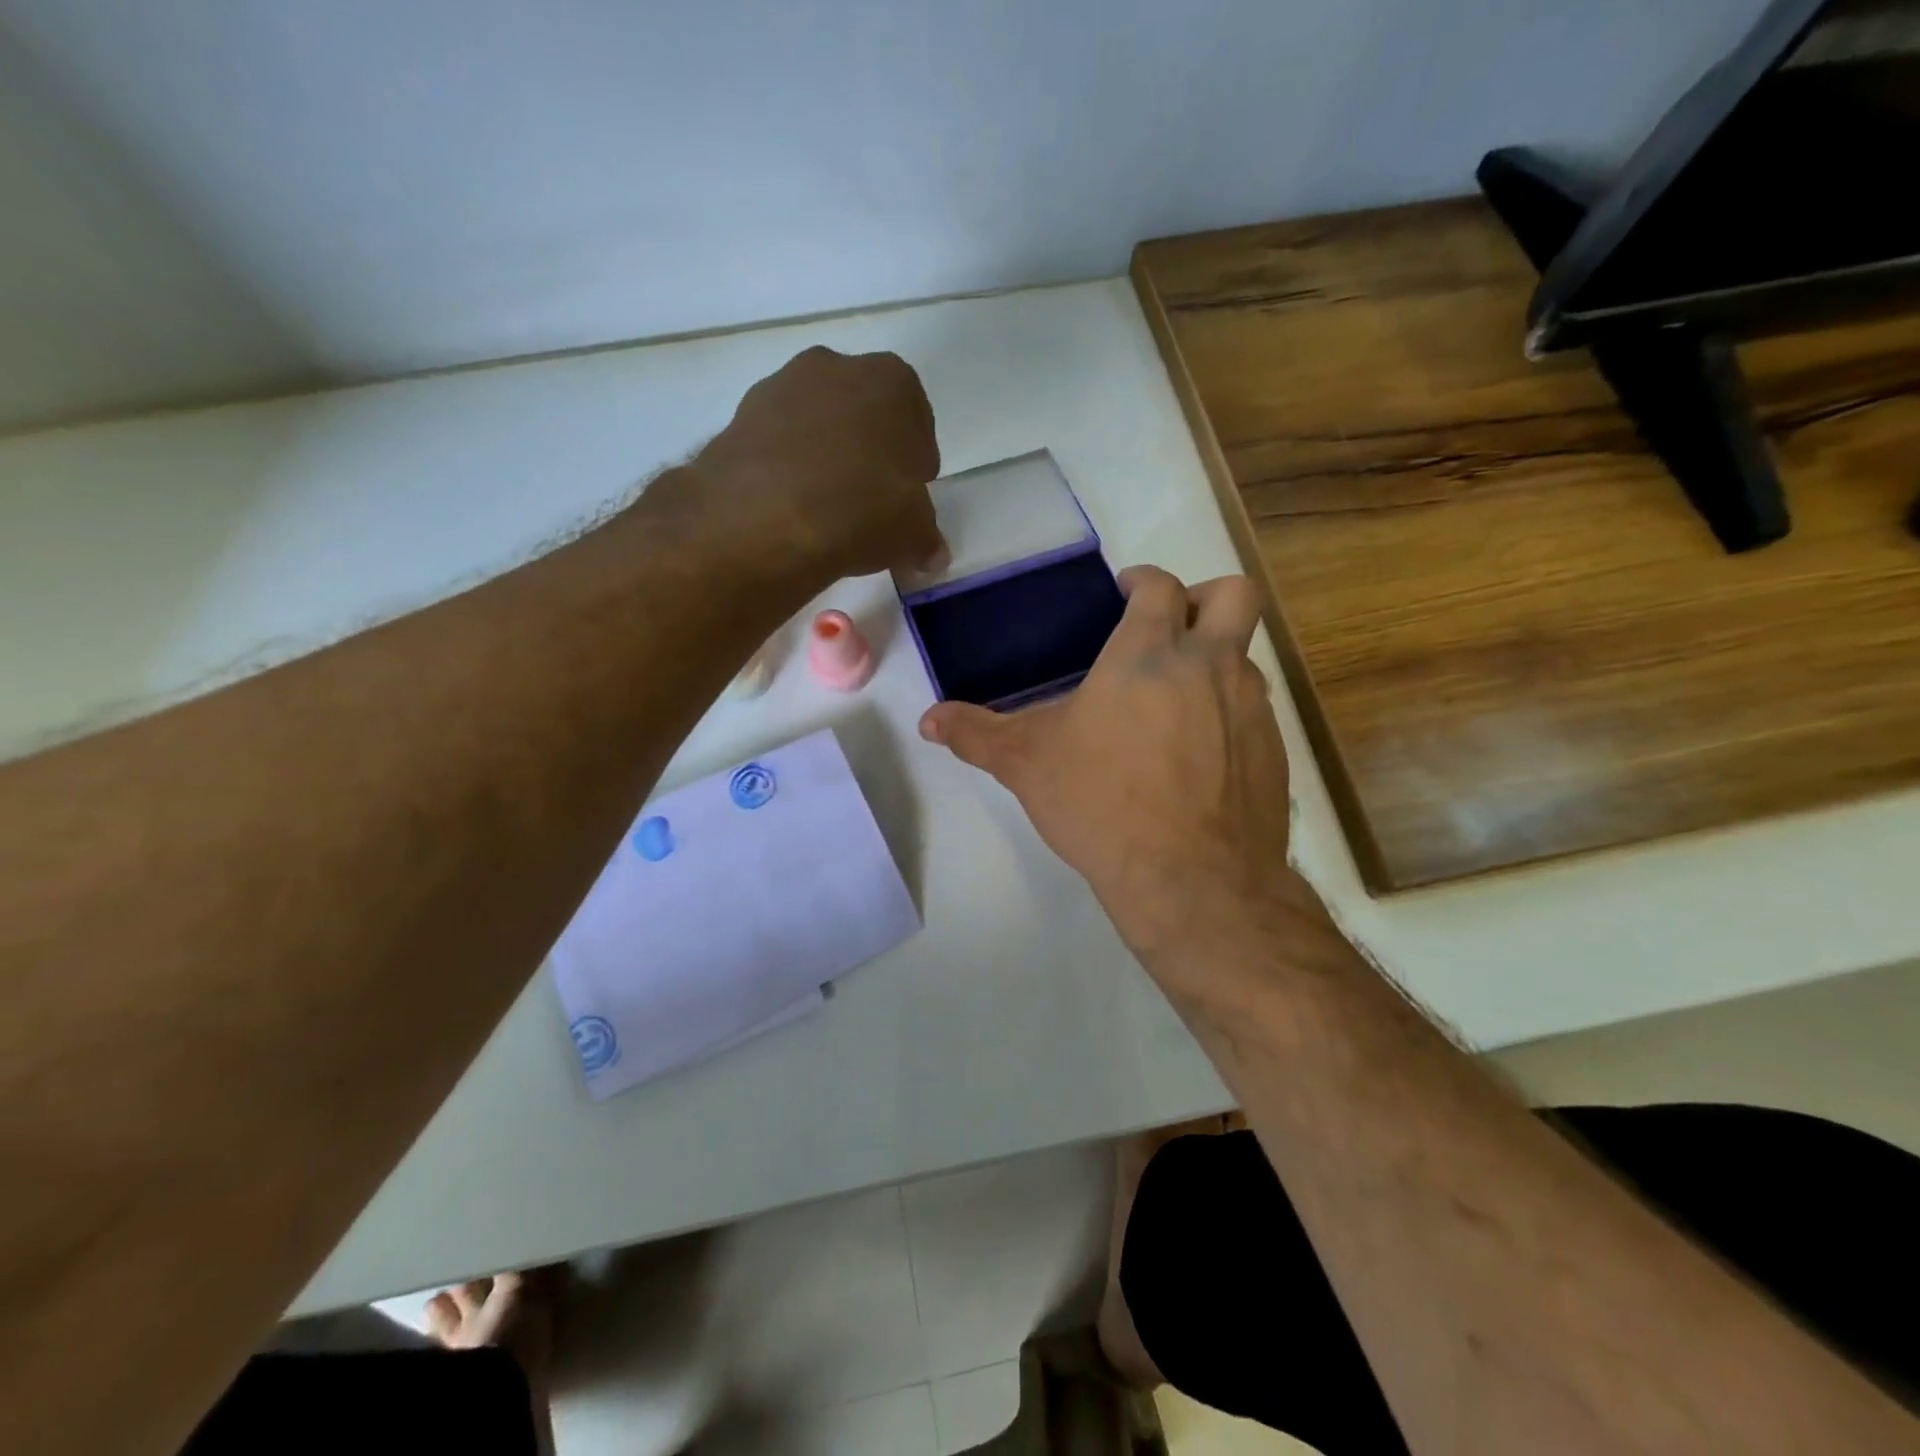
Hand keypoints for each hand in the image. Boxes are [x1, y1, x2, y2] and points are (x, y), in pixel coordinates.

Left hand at [682, 346, 944, 584]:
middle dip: (869, 452)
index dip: (914, 463)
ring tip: (825, 510)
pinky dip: (786, 468)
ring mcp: (781, 386)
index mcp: (892, 381)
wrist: (764, 518)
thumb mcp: (913, 534)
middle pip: (863, 414)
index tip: (908, 495)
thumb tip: (931, 555)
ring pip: (817, 424)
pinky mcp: (740, 416)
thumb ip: (926, 538)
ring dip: (824, 457)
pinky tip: (790, 508)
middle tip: (868, 502)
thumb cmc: (862, 511)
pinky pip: (777, 443)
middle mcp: (836, 367)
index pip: (916, 421)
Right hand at [919, 567, 1298, 966]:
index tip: (1126, 592)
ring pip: (1245, 657)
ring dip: (1215, 662)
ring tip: (1175, 703)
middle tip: (1170, 627)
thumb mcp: (1027, 764)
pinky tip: (1198, 758)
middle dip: (1204, 598)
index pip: (1160, 585)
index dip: (1143, 580)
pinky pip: (1254, 713)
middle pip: (1233, 595)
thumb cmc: (1102, 803)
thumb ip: (976, 734)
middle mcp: (1211, 665)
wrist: (1191, 879)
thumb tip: (927, 720)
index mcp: (1150, 652)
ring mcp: (1250, 707)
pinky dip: (1229, 716)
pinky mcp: (1272, 751)